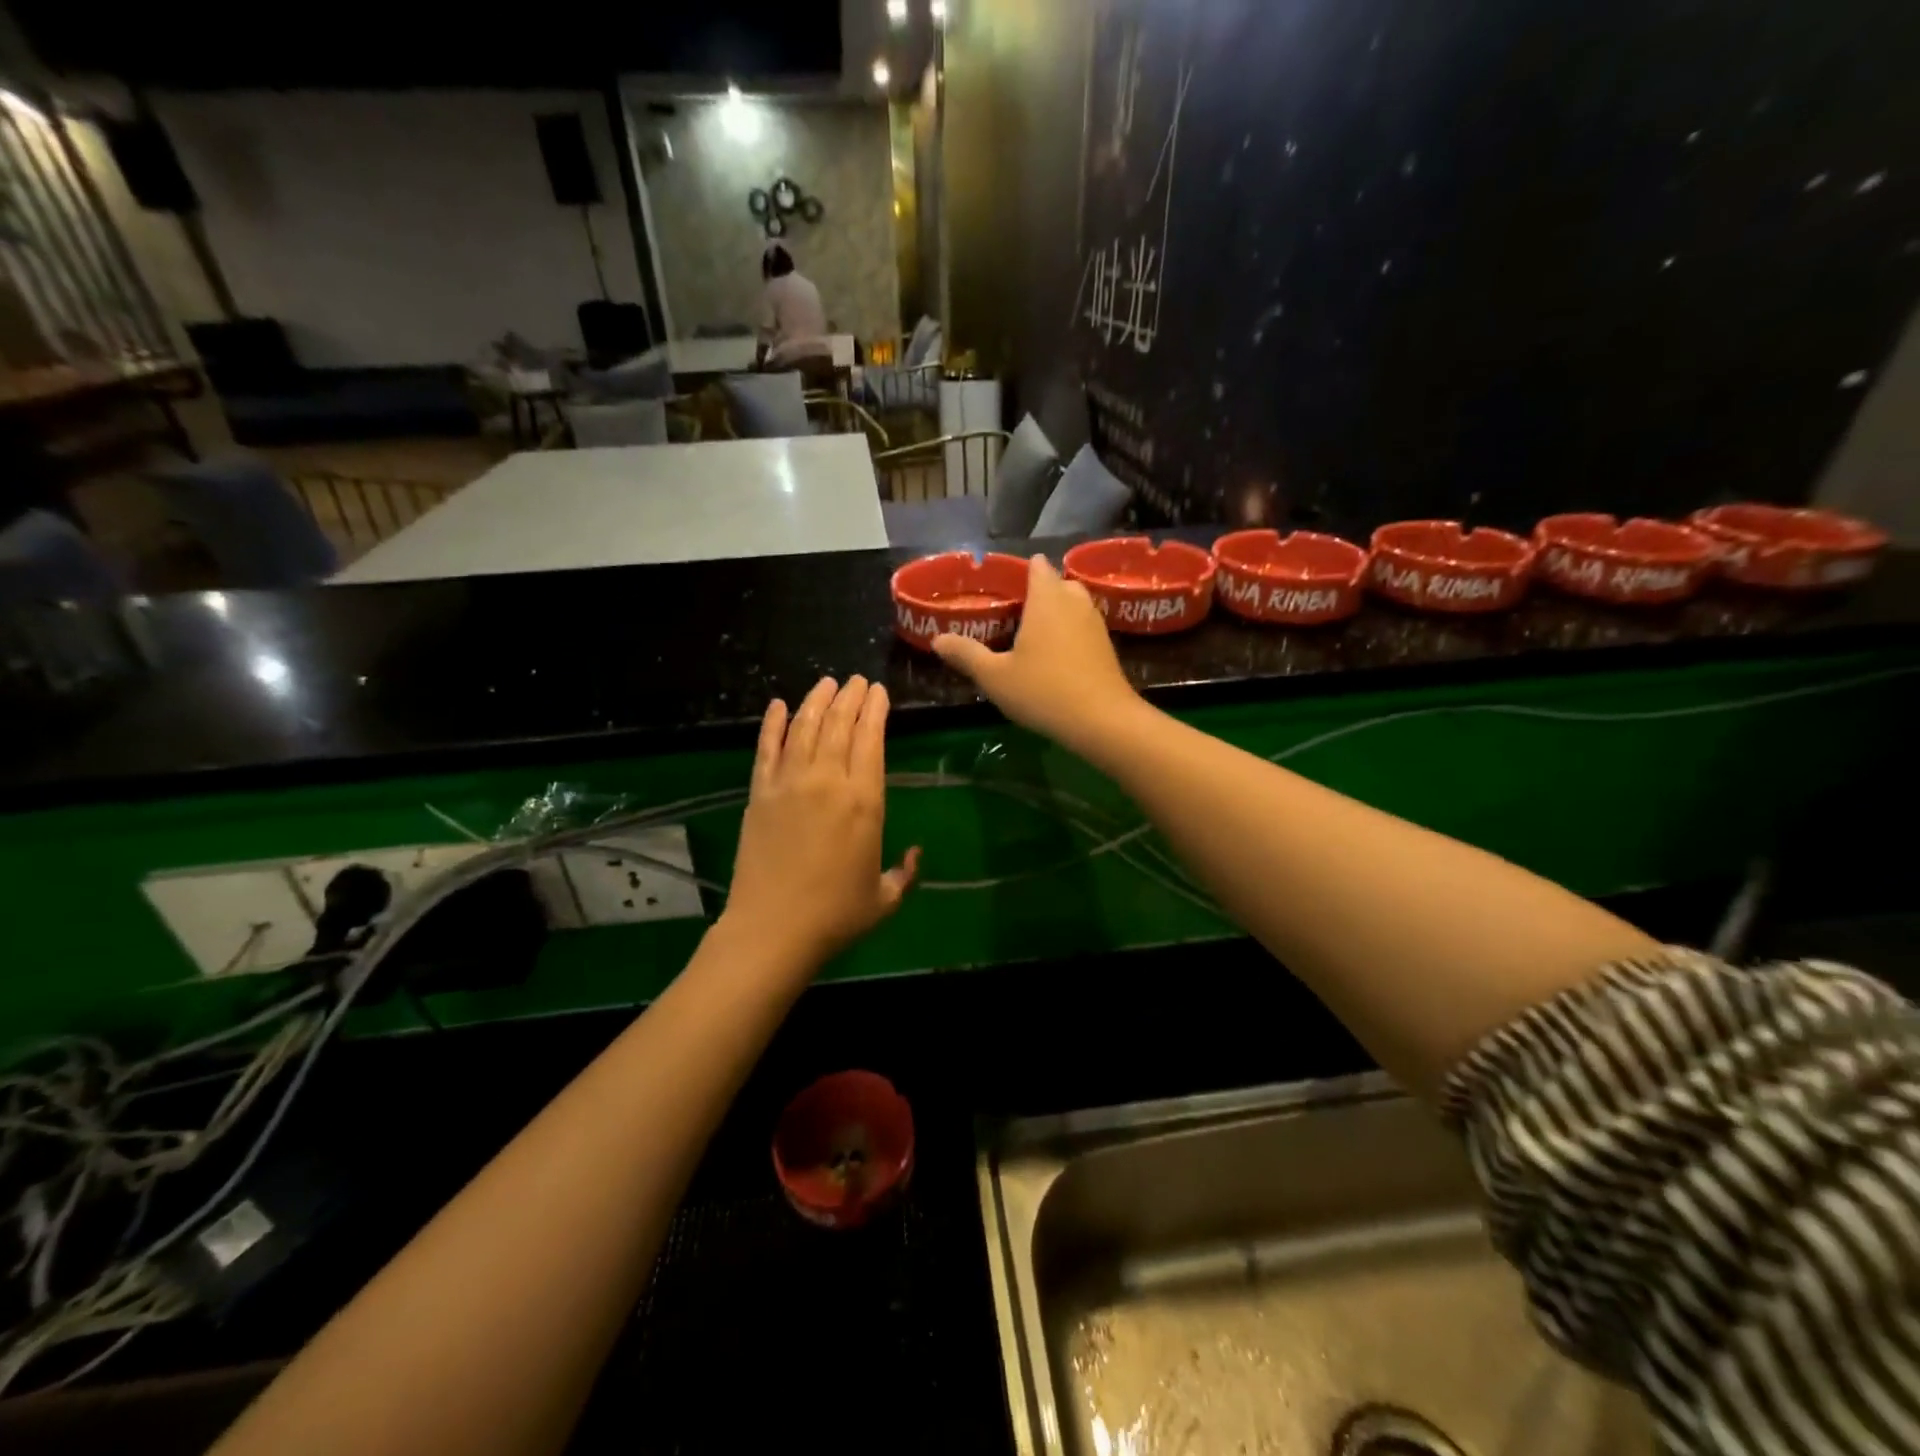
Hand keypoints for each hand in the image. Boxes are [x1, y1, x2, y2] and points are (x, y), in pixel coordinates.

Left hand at [721, 677, 919, 967]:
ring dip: (817, 700)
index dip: (875, 711)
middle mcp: (828, 781)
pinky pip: (766, 749)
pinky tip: (778, 705)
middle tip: (856, 681)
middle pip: (839, 725)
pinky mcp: (760, 794)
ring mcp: (789, 784)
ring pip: (804, 728)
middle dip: (850, 697)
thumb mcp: (886, 899)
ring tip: (827, 683)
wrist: (773, 930)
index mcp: (865, 801)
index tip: (878, 691)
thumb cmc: (836, 916)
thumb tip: (916, 853)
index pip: (871, 740)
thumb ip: (907, 872)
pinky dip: (772, 724)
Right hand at [931, 555, 1141, 754]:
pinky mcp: (1107, 646)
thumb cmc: (1043, 691)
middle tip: (1014, 612)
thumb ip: (966, 654)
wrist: (1102, 720)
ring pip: (1075, 604)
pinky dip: (1071, 632)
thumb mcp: (995, 676)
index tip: (1003, 586)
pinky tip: (1056, 656)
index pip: (1036, 566)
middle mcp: (1074, 602)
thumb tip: (938, 640)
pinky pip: (1085, 626)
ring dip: (1057, 612)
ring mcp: (1095, 623)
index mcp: (1046, 598)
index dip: (1020, 571)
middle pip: (1057, 582)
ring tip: (1033, 634)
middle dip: (1039, 591)